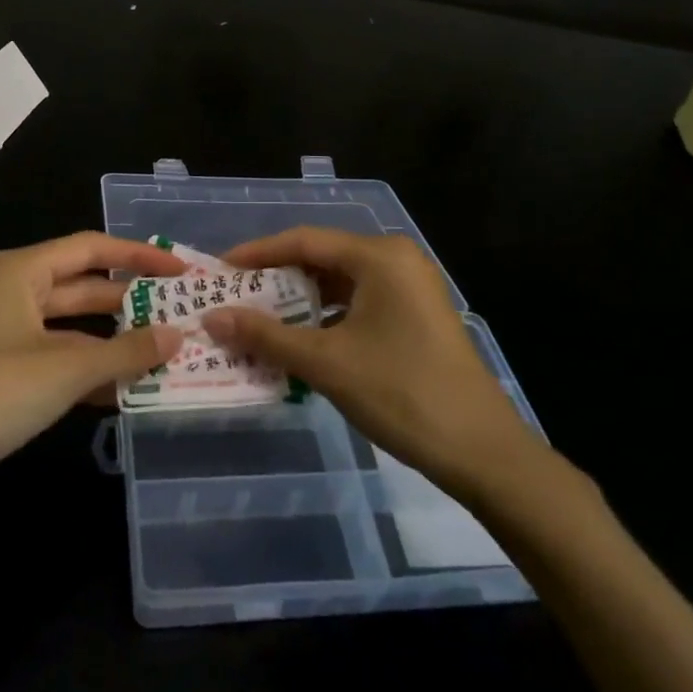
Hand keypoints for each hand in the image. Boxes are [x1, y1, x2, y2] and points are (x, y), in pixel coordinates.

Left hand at [0, 232, 183, 501]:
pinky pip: (58, 356)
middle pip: (83, 285)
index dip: (139, 255)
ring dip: (114, 338)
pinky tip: (128, 386)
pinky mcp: (4, 369)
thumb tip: (177, 335)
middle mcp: (13, 291)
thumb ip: (127, 350)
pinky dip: (90, 367)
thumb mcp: (68, 369)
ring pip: (72, 325)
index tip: (180, 269)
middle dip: (130, 299)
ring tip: (164, 347)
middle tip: (179, 309)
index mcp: (21, 271)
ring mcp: (6, 332)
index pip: (92, 248)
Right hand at [203, 228, 551, 505]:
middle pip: (321, 259)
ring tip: (257, 323)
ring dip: (298, 304)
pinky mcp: (415, 317)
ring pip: (339, 285)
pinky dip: (325, 319)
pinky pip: (358, 305)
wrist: (481, 451)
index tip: (219, 271)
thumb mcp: (326, 362)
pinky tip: (299, 342)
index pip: (303, 241)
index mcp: (379, 256)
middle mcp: (396, 261)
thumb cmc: (401, 392)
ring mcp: (410, 289)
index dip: (257, 254)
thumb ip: (266, 335)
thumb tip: (211, 318)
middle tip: (233, 300)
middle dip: (275, 281)